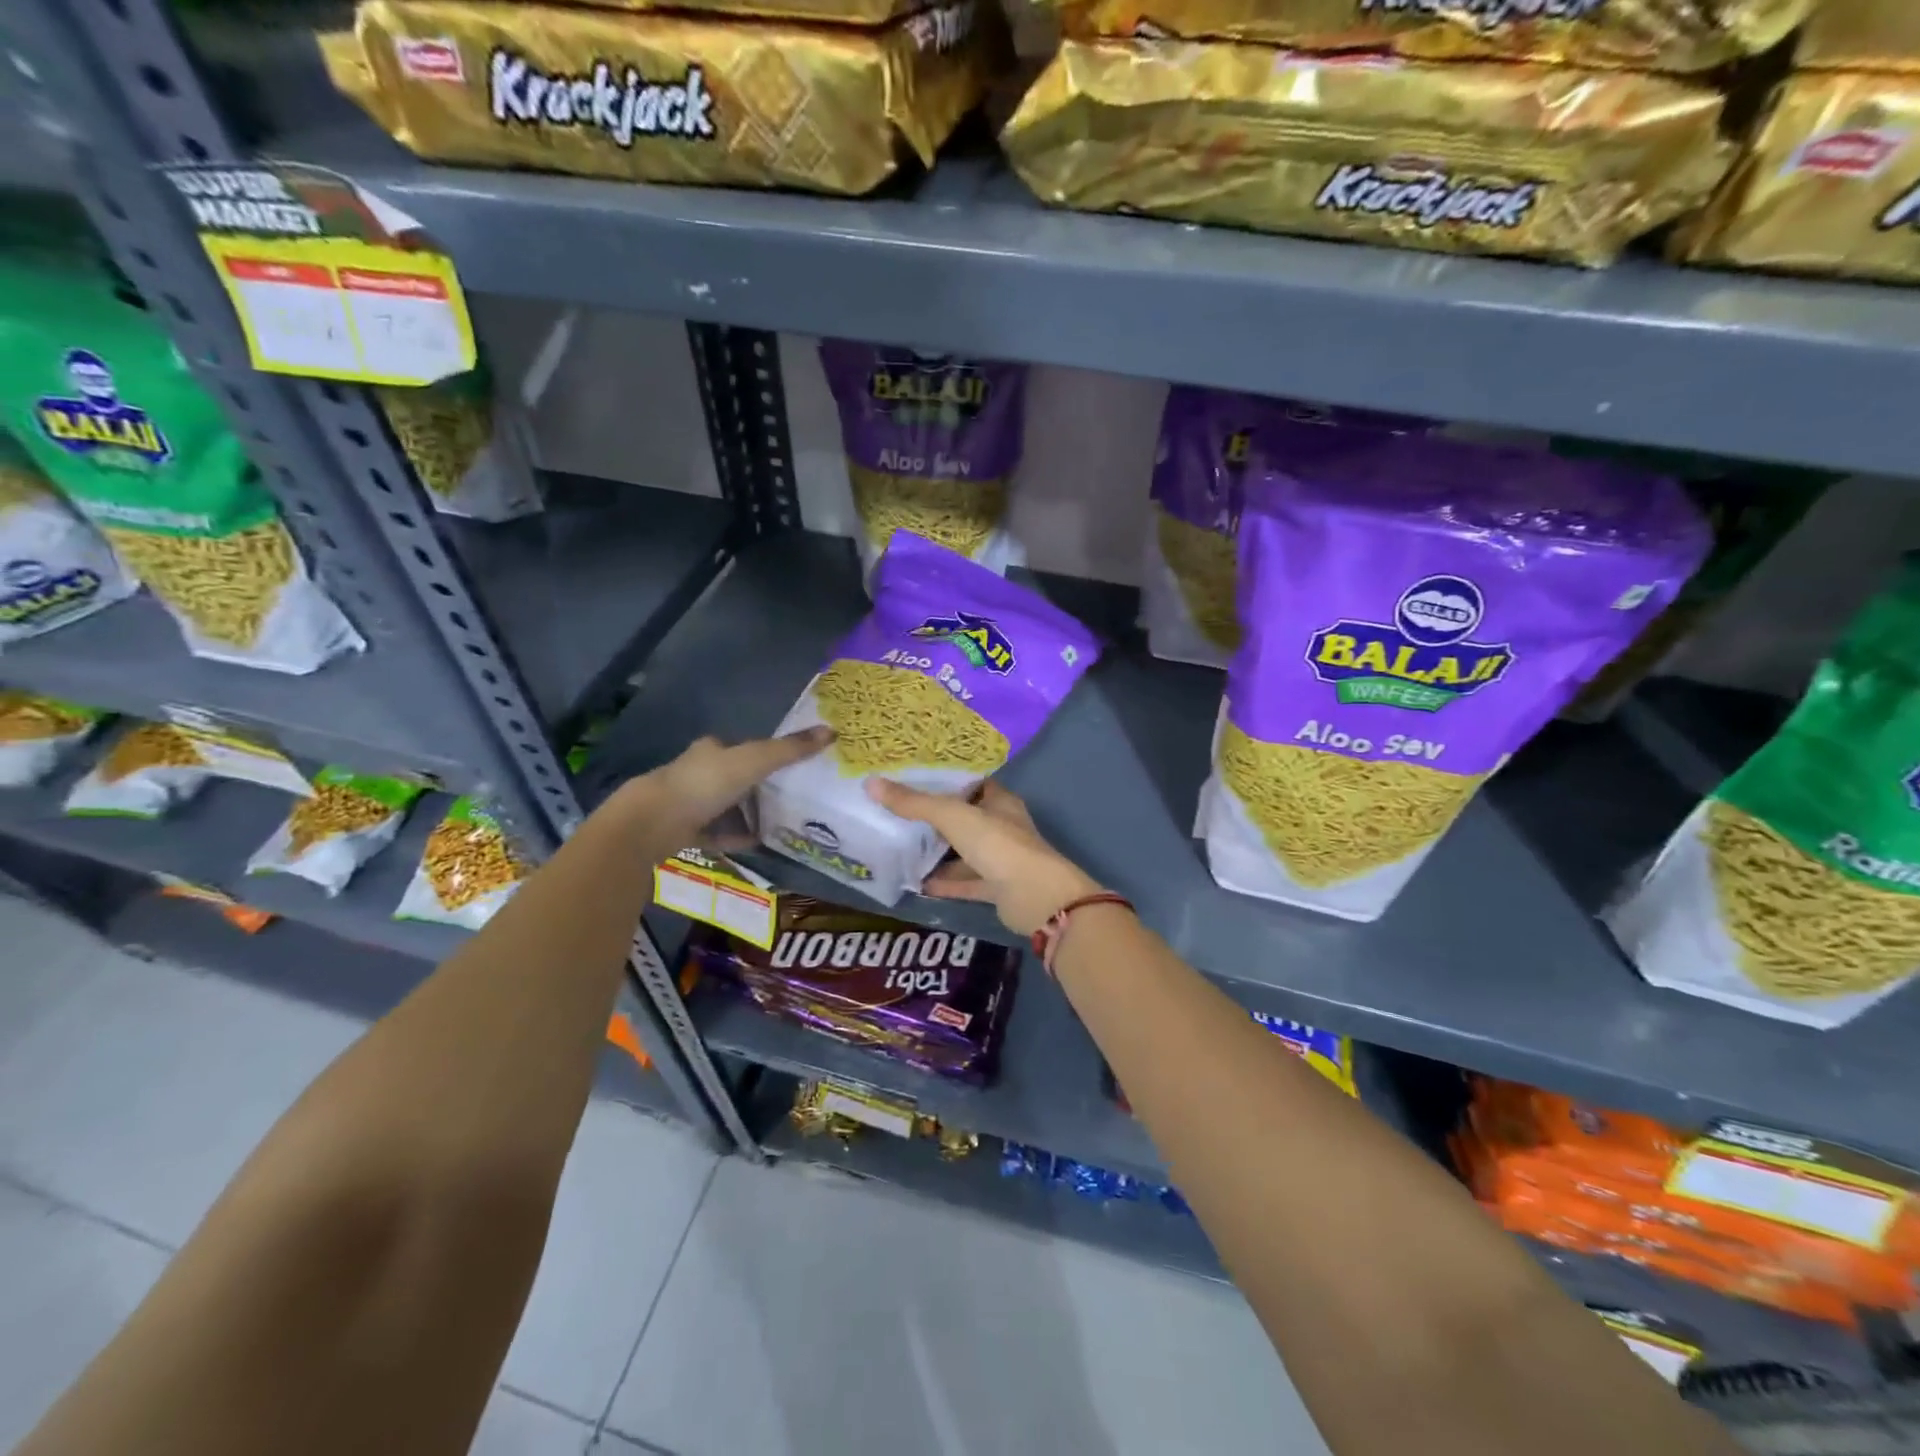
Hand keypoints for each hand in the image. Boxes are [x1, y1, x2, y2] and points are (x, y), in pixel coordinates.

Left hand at [619, 728, 832, 842]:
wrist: (653, 823)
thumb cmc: (704, 784)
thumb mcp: (754, 762)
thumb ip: (790, 750)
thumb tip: (831, 731)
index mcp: (711, 750)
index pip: (740, 748)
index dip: (763, 754)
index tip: (788, 765)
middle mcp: (698, 773)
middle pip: (734, 777)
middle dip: (757, 786)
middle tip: (790, 796)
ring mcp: (688, 804)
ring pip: (725, 806)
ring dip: (747, 813)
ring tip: (780, 821)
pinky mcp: (683, 831)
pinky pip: (717, 834)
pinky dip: (735, 837)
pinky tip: (756, 843)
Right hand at [866, 779, 1103, 935]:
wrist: (1035, 897)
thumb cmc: (998, 844)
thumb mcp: (952, 816)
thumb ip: (914, 803)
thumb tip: (871, 783)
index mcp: (999, 801)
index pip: (970, 784)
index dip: (944, 780)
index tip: (911, 778)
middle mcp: (1001, 826)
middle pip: (964, 818)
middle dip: (934, 818)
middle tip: (896, 812)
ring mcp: (1000, 859)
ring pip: (963, 851)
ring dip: (937, 852)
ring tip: (899, 847)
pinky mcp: (996, 888)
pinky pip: (964, 881)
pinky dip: (943, 882)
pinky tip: (915, 883)